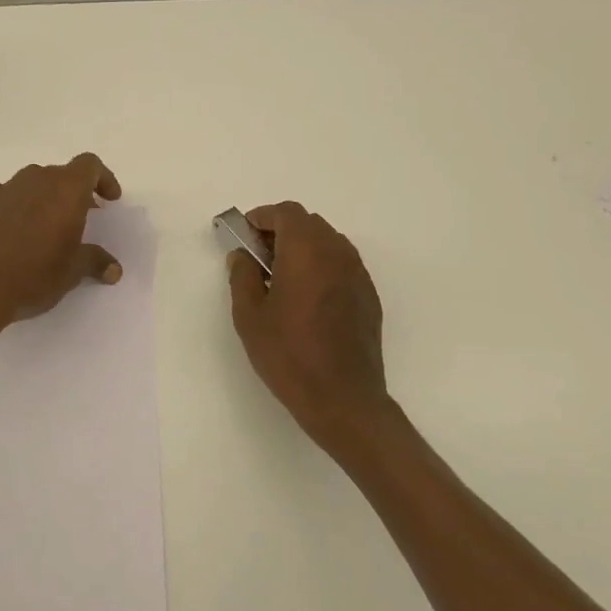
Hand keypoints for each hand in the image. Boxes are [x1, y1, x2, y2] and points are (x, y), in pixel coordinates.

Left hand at [0, 153, 124, 343]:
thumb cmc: (33, 276)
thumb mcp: (71, 272)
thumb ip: (94, 262)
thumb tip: (113, 269)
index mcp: (65, 189)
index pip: (89, 165)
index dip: (103, 179)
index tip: (109, 201)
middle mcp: (35, 179)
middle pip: (61, 174)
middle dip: (74, 193)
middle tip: (82, 219)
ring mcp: (4, 189)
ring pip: (31, 182)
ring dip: (43, 197)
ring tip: (47, 226)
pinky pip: (1, 193)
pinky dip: (11, 203)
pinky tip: (10, 224)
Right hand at [228, 202, 390, 444]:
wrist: (342, 397)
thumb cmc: (288, 354)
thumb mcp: (249, 316)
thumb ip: (242, 276)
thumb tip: (242, 256)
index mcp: (306, 250)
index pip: (286, 213)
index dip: (262, 217)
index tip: (245, 236)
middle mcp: (337, 252)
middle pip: (308, 223)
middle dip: (281, 232)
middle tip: (258, 258)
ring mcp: (358, 274)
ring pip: (327, 242)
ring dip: (303, 248)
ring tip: (281, 279)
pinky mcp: (368, 295)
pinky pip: (341, 264)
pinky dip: (321, 267)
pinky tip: (307, 299)